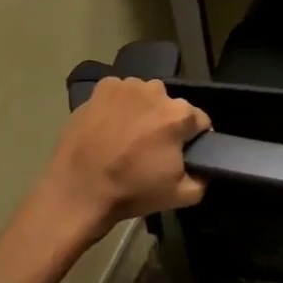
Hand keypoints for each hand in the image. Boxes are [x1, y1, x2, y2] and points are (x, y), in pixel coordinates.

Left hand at [40, 77, 209, 242]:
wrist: (78, 191)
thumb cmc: (131, 191)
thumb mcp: (181, 196)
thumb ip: (203, 178)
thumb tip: (204, 167)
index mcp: (178, 114)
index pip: (201, 121)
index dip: (194, 139)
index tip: (181, 155)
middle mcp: (156, 91)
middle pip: (172, 107)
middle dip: (167, 124)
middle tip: (151, 149)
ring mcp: (127, 86)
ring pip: (146, 97)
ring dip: (144, 112)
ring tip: (128, 137)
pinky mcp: (102, 88)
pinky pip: (121, 94)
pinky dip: (119, 106)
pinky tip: (110, 126)